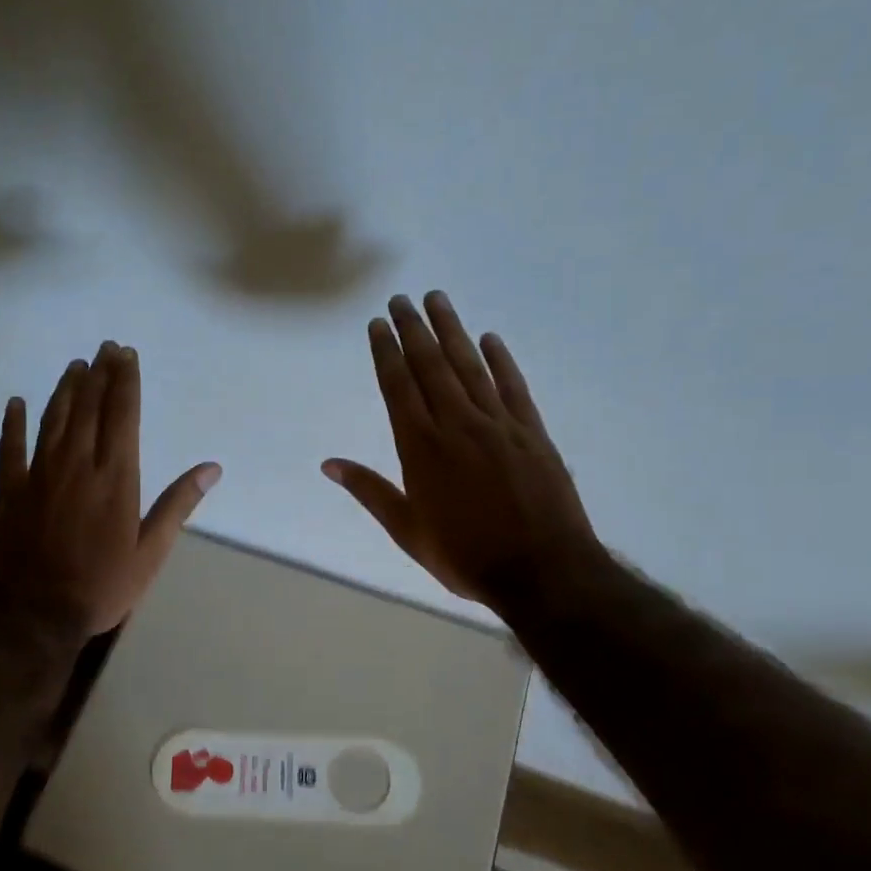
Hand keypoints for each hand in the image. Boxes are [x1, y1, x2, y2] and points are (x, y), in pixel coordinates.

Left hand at [0, 341, 220, 636]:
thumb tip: (211, 468)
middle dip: (100, 374)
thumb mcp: (151, 553)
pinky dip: (12, 423)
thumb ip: (177, 506)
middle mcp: (78, 465)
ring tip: (75, 366)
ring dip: (65, 389)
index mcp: (115, 478)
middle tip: (105, 347)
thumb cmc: (102, 586)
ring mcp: (40, 474)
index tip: (126, 355)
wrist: (36, 613)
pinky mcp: (10, 490)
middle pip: (90, 408)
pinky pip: (10, 447)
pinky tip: (16, 403)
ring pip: (54, 419)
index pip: (122, 416)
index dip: (125, 382)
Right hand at [323, 291, 600, 610]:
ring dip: (452, 332)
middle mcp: (457, 425)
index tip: (378, 325)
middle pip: (432, 366)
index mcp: (421, 448)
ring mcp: (498, 425)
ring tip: (438, 301)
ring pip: (470, 367)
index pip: (398, 387)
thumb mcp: (407, 530)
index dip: (386, 353)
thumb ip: (370, 491)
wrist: (541, 571)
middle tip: (402, 300)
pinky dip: (501, 360)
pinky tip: (490, 339)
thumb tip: (329, 464)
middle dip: (414, 330)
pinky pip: (512, 387)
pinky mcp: (532, 432)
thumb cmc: (465, 555)